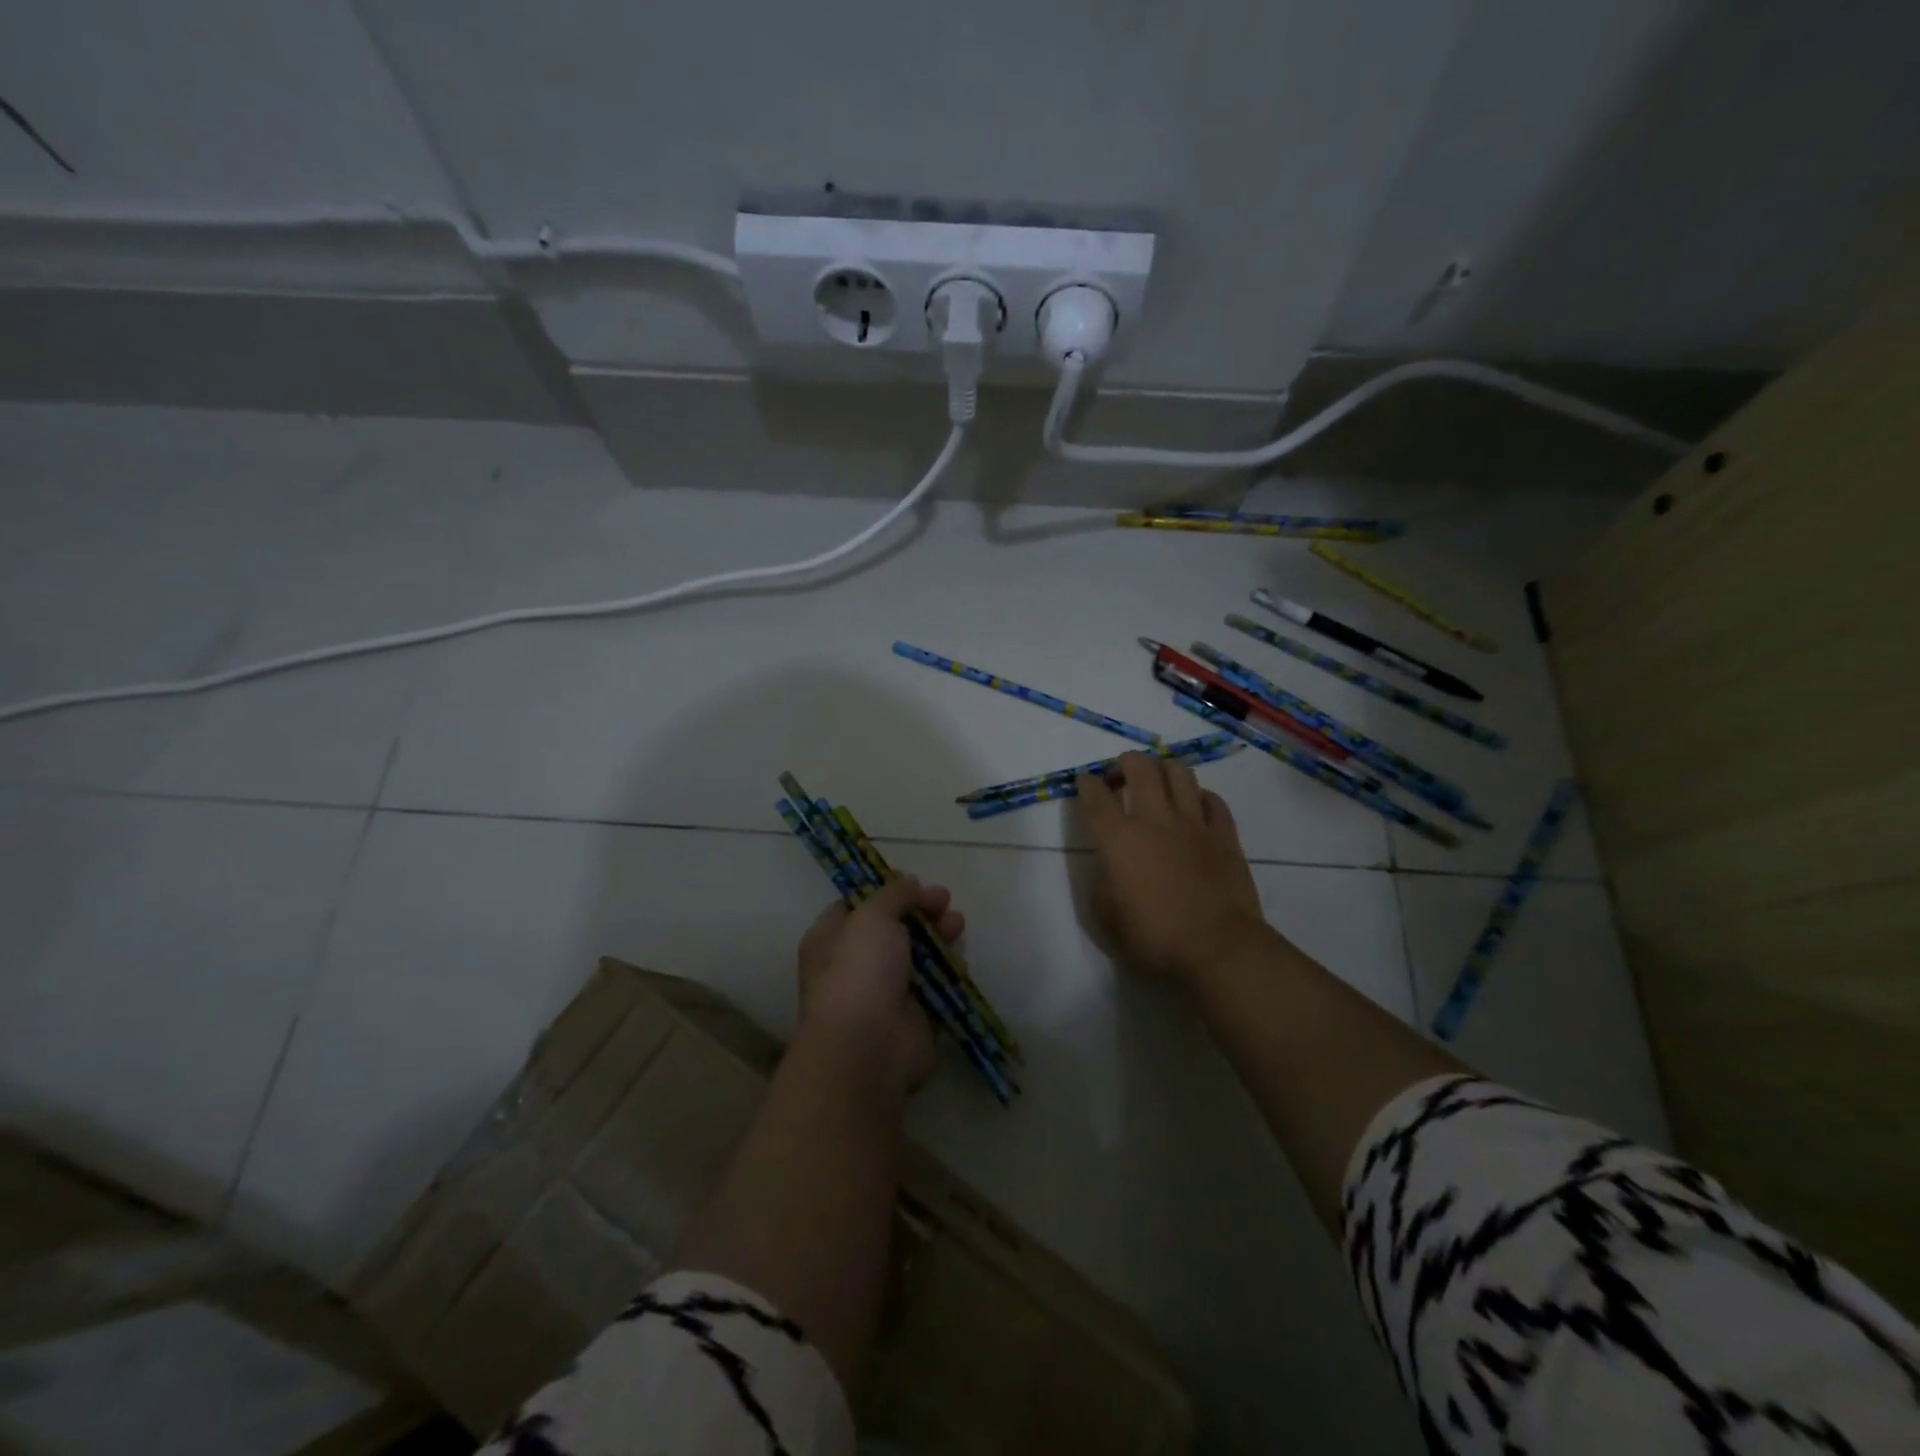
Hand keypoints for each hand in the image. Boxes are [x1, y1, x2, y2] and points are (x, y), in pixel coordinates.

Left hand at [795, 875, 963, 1093]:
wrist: (868, 1046)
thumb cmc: (859, 971)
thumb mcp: (872, 916)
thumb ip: (894, 894)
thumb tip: (910, 883)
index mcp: (830, 938)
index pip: (857, 905)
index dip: (886, 890)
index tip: (913, 880)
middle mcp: (854, 963)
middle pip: (893, 927)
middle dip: (921, 911)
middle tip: (944, 900)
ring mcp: (884, 991)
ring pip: (917, 954)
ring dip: (939, 935)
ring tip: (957, 924)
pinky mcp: (914, 1015)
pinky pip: (935, 985)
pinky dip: (949, 970)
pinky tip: (960, 959)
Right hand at [1075, 752, 1268, 983]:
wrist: (1217, 948)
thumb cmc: (1153, 937)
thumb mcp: (1105, 916)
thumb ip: (1102, 880)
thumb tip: (1110, 863)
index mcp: (1118, 839)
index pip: (1095, 795)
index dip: (1086, 784)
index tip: (1085, 784)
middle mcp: (1154, 819)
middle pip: (1140, 766)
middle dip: (1125, 763)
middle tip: (1120, 778)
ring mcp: (1194, 823)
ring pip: (1179, 772)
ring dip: (1162, 771)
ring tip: (1157, 784)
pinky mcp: (1225, 835)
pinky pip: (1212, 800)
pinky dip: (1198, 797)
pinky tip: (1193, 808)